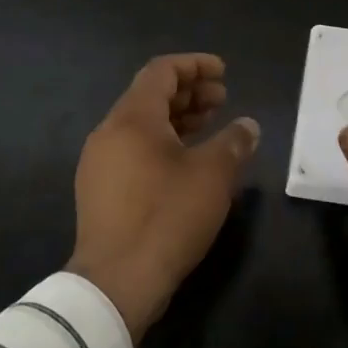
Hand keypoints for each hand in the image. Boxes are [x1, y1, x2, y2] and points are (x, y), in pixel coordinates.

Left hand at [68, 53, 259, 340]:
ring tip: (210, 125)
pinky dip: (163, 143)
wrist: (117, 282)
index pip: (162, 71)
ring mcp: (100, 163)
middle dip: (189, 92)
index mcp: (132, 118)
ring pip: (142, 125)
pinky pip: (134, 150)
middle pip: (150, 96)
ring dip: (178, 119)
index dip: (195, 65)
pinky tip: (188, 161)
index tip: (223, 72)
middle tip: (223, 99)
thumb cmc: (167, 216)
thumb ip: (233, 142)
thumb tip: (247, 126)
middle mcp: (109, 133)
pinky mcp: (100, 191)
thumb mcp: (212, 175)